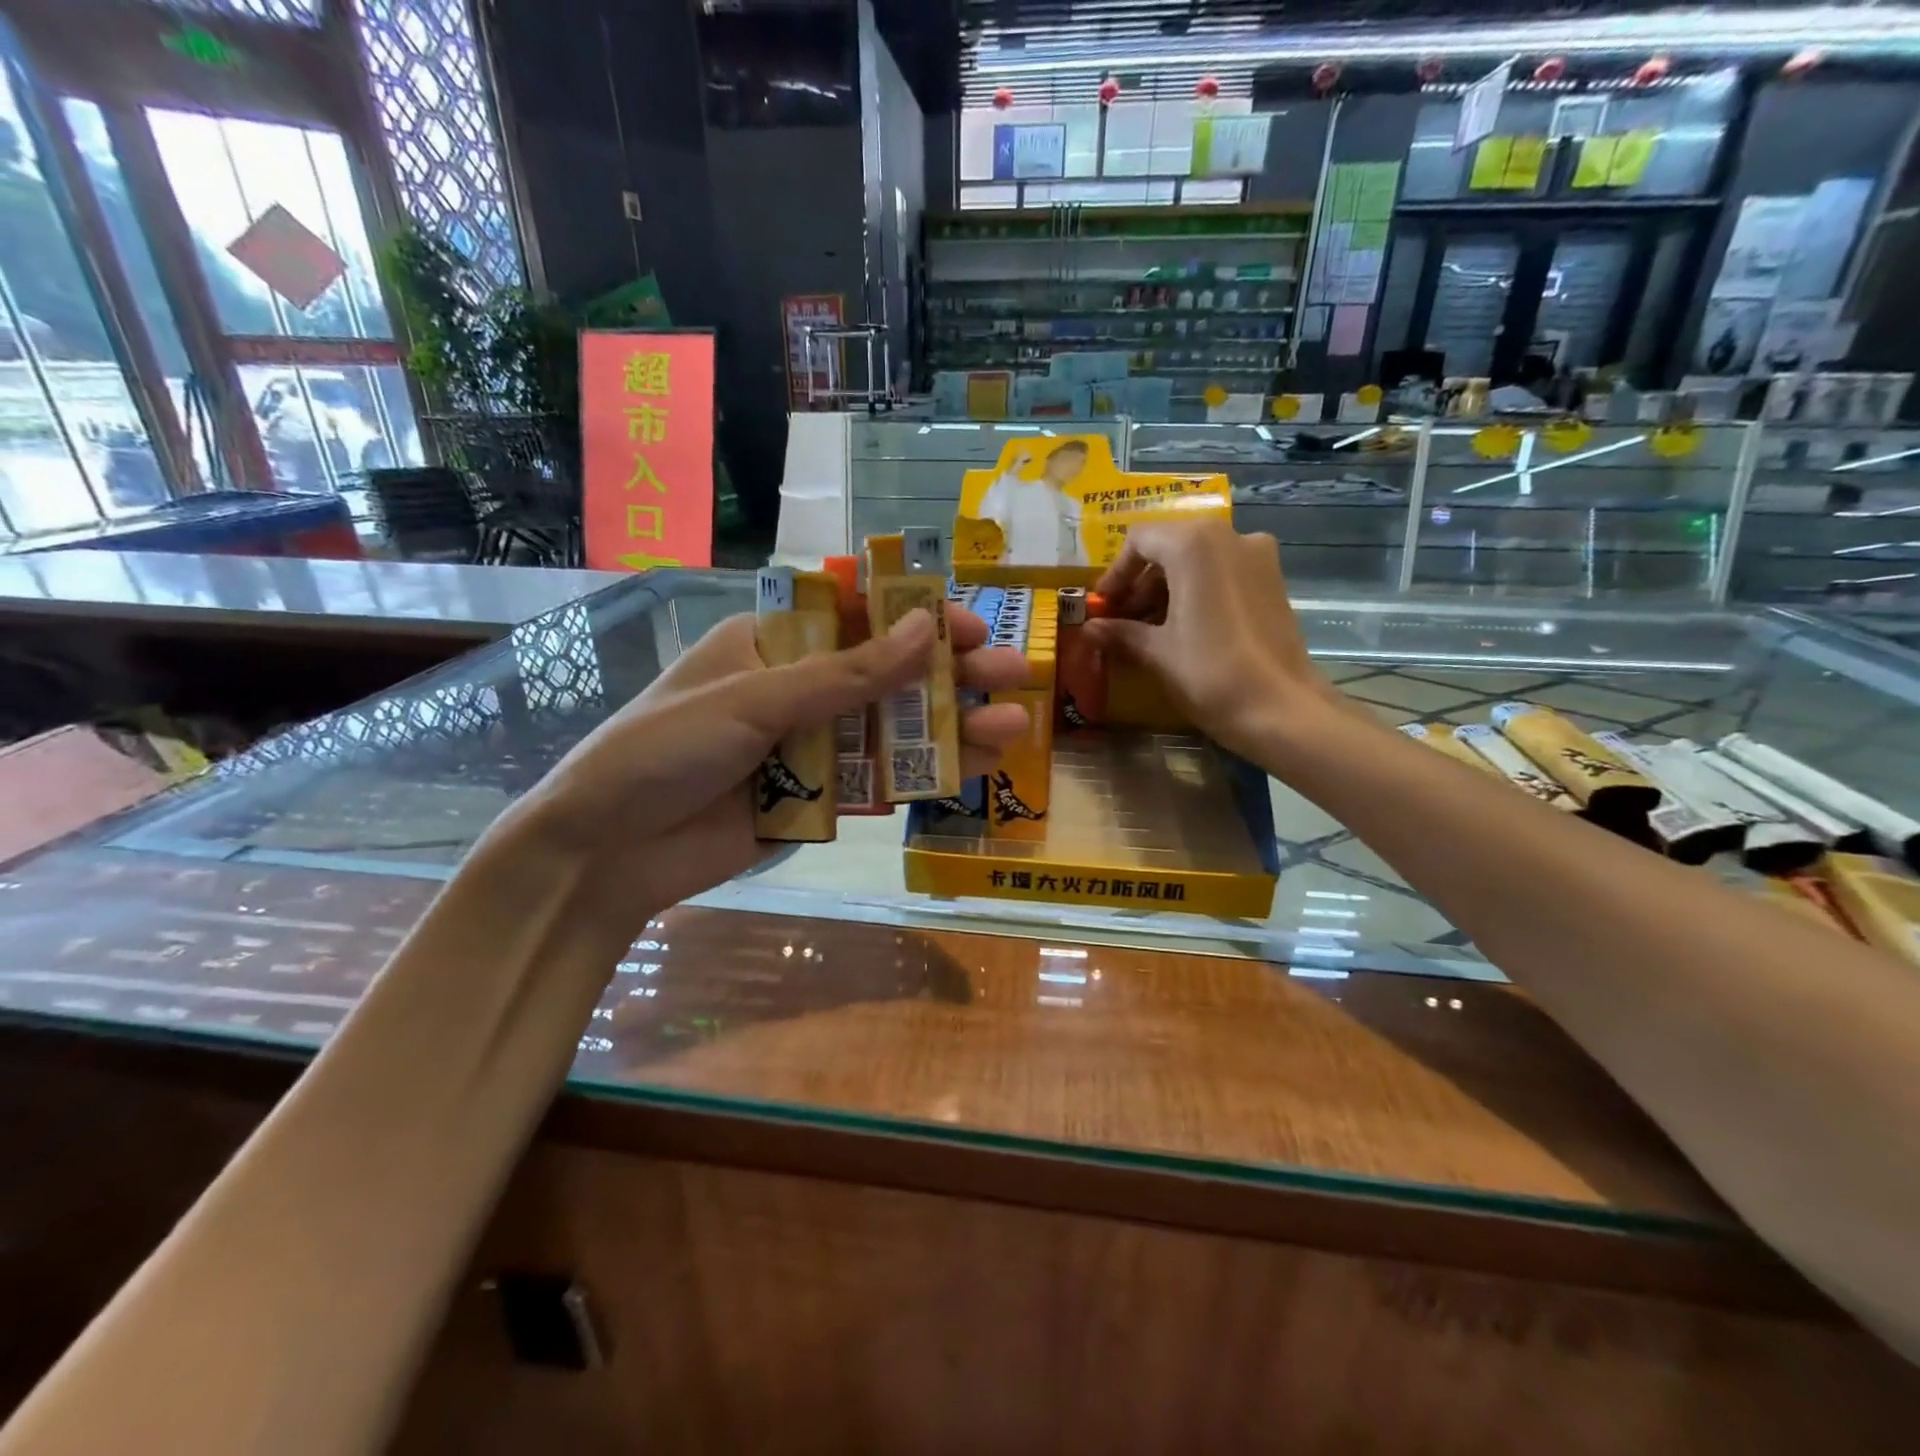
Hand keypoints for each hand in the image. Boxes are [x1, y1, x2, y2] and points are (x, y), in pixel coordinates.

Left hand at [505, 605, 1029, 928]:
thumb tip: (926, 631)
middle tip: (1016, 674)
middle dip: (951, 676)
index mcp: (773, 644)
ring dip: (952, 729)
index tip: (970, 628)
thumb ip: (845, 674)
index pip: (859, 617)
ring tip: (1016, 727)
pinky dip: (924, 777)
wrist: (607, 852)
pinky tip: (976, 771)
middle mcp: (798, 689)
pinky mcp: (817, 800)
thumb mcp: (755, 700)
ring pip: (892, 731)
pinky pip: (878, 783)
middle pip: (888, 675)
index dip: (918, 620)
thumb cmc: (664, 750)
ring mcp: (810, 747)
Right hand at [1085, 518, 1340, 757]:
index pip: (1140, 540)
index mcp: (1194, 544)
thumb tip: (1090, 628)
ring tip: (1150, 631)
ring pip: (1198, 561)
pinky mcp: (1273, 580)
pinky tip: (1184, 630)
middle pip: (1170, 547)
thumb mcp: (1156, 652)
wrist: (1281, 709)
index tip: (1103, 607)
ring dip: (1167, 590)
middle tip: (1122, 621)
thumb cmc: (1208, 672)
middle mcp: (1230, 536)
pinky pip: (1223, 574)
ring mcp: (1258, 556)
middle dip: (1141, 583)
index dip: (1115, 573)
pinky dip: (1197, 593)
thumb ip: (1120, 632)